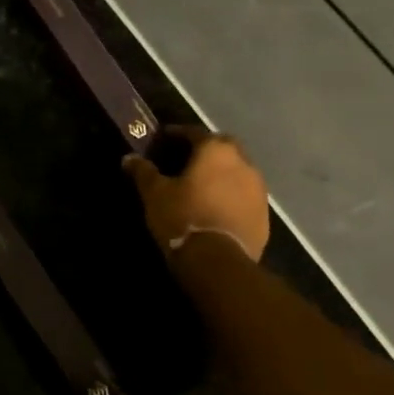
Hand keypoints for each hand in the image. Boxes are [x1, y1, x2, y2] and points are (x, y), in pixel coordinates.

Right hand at [124, 128, 270, 262]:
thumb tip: (129, 158)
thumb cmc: (183, 217)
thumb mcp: (154, 194)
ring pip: (238, 171)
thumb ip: (143, 172)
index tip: (163, 139)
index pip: (195, 132)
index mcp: (216, 151)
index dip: (177, 134)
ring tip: (202, 185)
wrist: (218, 261)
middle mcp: (243, 163)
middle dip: (206, 150)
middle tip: (186, 160)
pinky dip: (231, 195)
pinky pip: (244, 195)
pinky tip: (216, 208)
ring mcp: (258, 189)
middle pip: (223, 147)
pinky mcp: (264, 214)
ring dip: (222, 173)